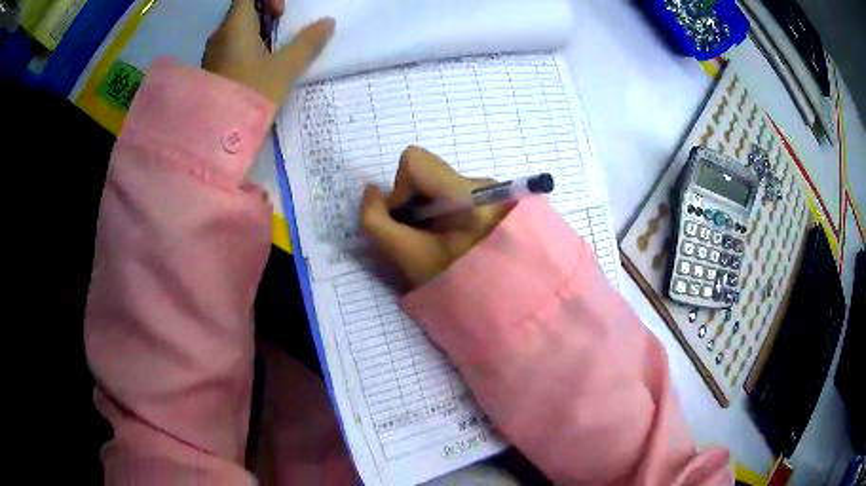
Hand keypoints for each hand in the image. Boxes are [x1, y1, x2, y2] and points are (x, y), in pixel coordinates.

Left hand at [202, 0, 333, 106]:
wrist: (214, 138)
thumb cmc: (249, 95)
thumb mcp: (284, 69)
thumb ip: (308, 43)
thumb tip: (327, 23)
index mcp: (235, 26)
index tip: (281, 14)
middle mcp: (220, 35)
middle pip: (244, 11)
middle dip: (267, 16)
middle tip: (283, 33)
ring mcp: (213, 54)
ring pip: (238, 31)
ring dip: (258, 34)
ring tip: (275, 54)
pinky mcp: (212, 71)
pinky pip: (232, 48)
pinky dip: (248, 49)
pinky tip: (259, 70)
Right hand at [361, 146, 510, 287]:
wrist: (500, 296)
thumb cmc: (453, 284)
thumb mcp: (408, 258)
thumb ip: (377, 223)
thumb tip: (371, 192)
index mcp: (469, 196)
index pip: (416, 160)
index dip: (399, 188)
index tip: (407, 220)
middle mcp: (484, 182)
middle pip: (427, 172)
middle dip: (414, 200)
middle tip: (421, 233)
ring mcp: (491, 189)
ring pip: (439, 182)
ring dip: (429, 207)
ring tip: (439, 238)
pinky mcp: (494, 196)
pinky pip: (455, 191)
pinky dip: (445, 209)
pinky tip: (453, 234)